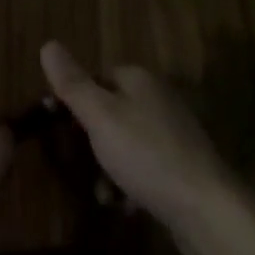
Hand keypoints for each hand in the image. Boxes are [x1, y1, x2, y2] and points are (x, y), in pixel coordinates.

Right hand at [40, 41, 247, 254]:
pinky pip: (145, 168)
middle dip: (91, 138)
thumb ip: (72, 83)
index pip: (97, 77)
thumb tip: (47, 44)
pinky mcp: (182, 169)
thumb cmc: (147, 155)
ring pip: (126, 143)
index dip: (75, 99)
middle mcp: (157, 99)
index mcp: (139, 80)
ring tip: (101, 193)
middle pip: (111, 111)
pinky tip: (123, 205)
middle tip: (76, 160)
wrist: (207, 211)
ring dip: (108, 167)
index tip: (57, 125)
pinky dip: (130, 184)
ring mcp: (173, 134)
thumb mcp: (100, 116)